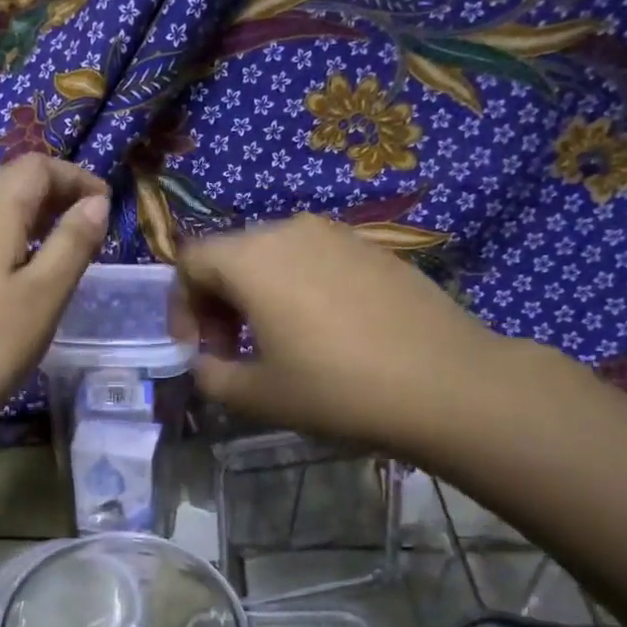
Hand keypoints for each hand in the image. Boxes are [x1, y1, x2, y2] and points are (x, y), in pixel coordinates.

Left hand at [0, 155, 109, 425]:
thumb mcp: (43, 295)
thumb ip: (72, 244)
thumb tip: (97, 202)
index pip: (38, 166)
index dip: (76, 177)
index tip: (106, 205)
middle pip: (11, 180)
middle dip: (54, 192)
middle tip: (87, 224)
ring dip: (30, 214)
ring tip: (60, 247)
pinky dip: (7, 236)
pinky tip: (17, 273)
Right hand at [171, 214, 506, 451]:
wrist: (446, 382)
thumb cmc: (337, 389)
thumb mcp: (257, 395)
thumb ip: (211, 375)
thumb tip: (205, 361)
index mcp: (251, 258)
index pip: (189, 262)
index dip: (180, 307)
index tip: (197, 350)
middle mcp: (289, 230)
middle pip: (230, 255)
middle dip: (217, 302)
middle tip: (232, 351)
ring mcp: (336, 234)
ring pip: (273, 256)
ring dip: (257, 295)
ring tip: (276, 342)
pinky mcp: (372, 247)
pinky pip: (314, 259)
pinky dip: (297, 288)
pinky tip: (323, 331)